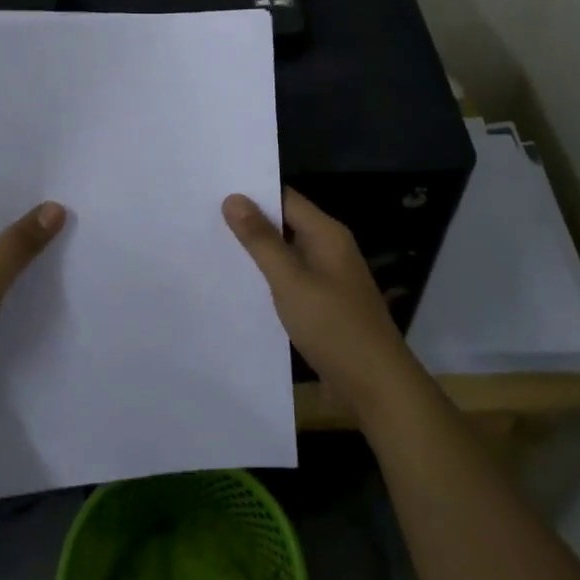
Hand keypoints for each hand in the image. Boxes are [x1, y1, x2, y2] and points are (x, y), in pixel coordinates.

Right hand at [223, 188, 418, 420]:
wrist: (376, 387)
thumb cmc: (334, 327)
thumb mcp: (291, 281)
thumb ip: (261, 240)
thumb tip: (234, 198)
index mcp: (327, 234)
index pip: (285, 198)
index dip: (252, 193)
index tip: (213, 192)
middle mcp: (330, 249)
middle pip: (285, 224)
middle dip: (249, 223)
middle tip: (203, 219)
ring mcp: (329, 279)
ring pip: (286, 255)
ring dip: (257, 254)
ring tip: (211, 249)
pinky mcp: (324, 306)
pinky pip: (291, 281)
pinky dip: (268, 280)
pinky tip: (240, 288)